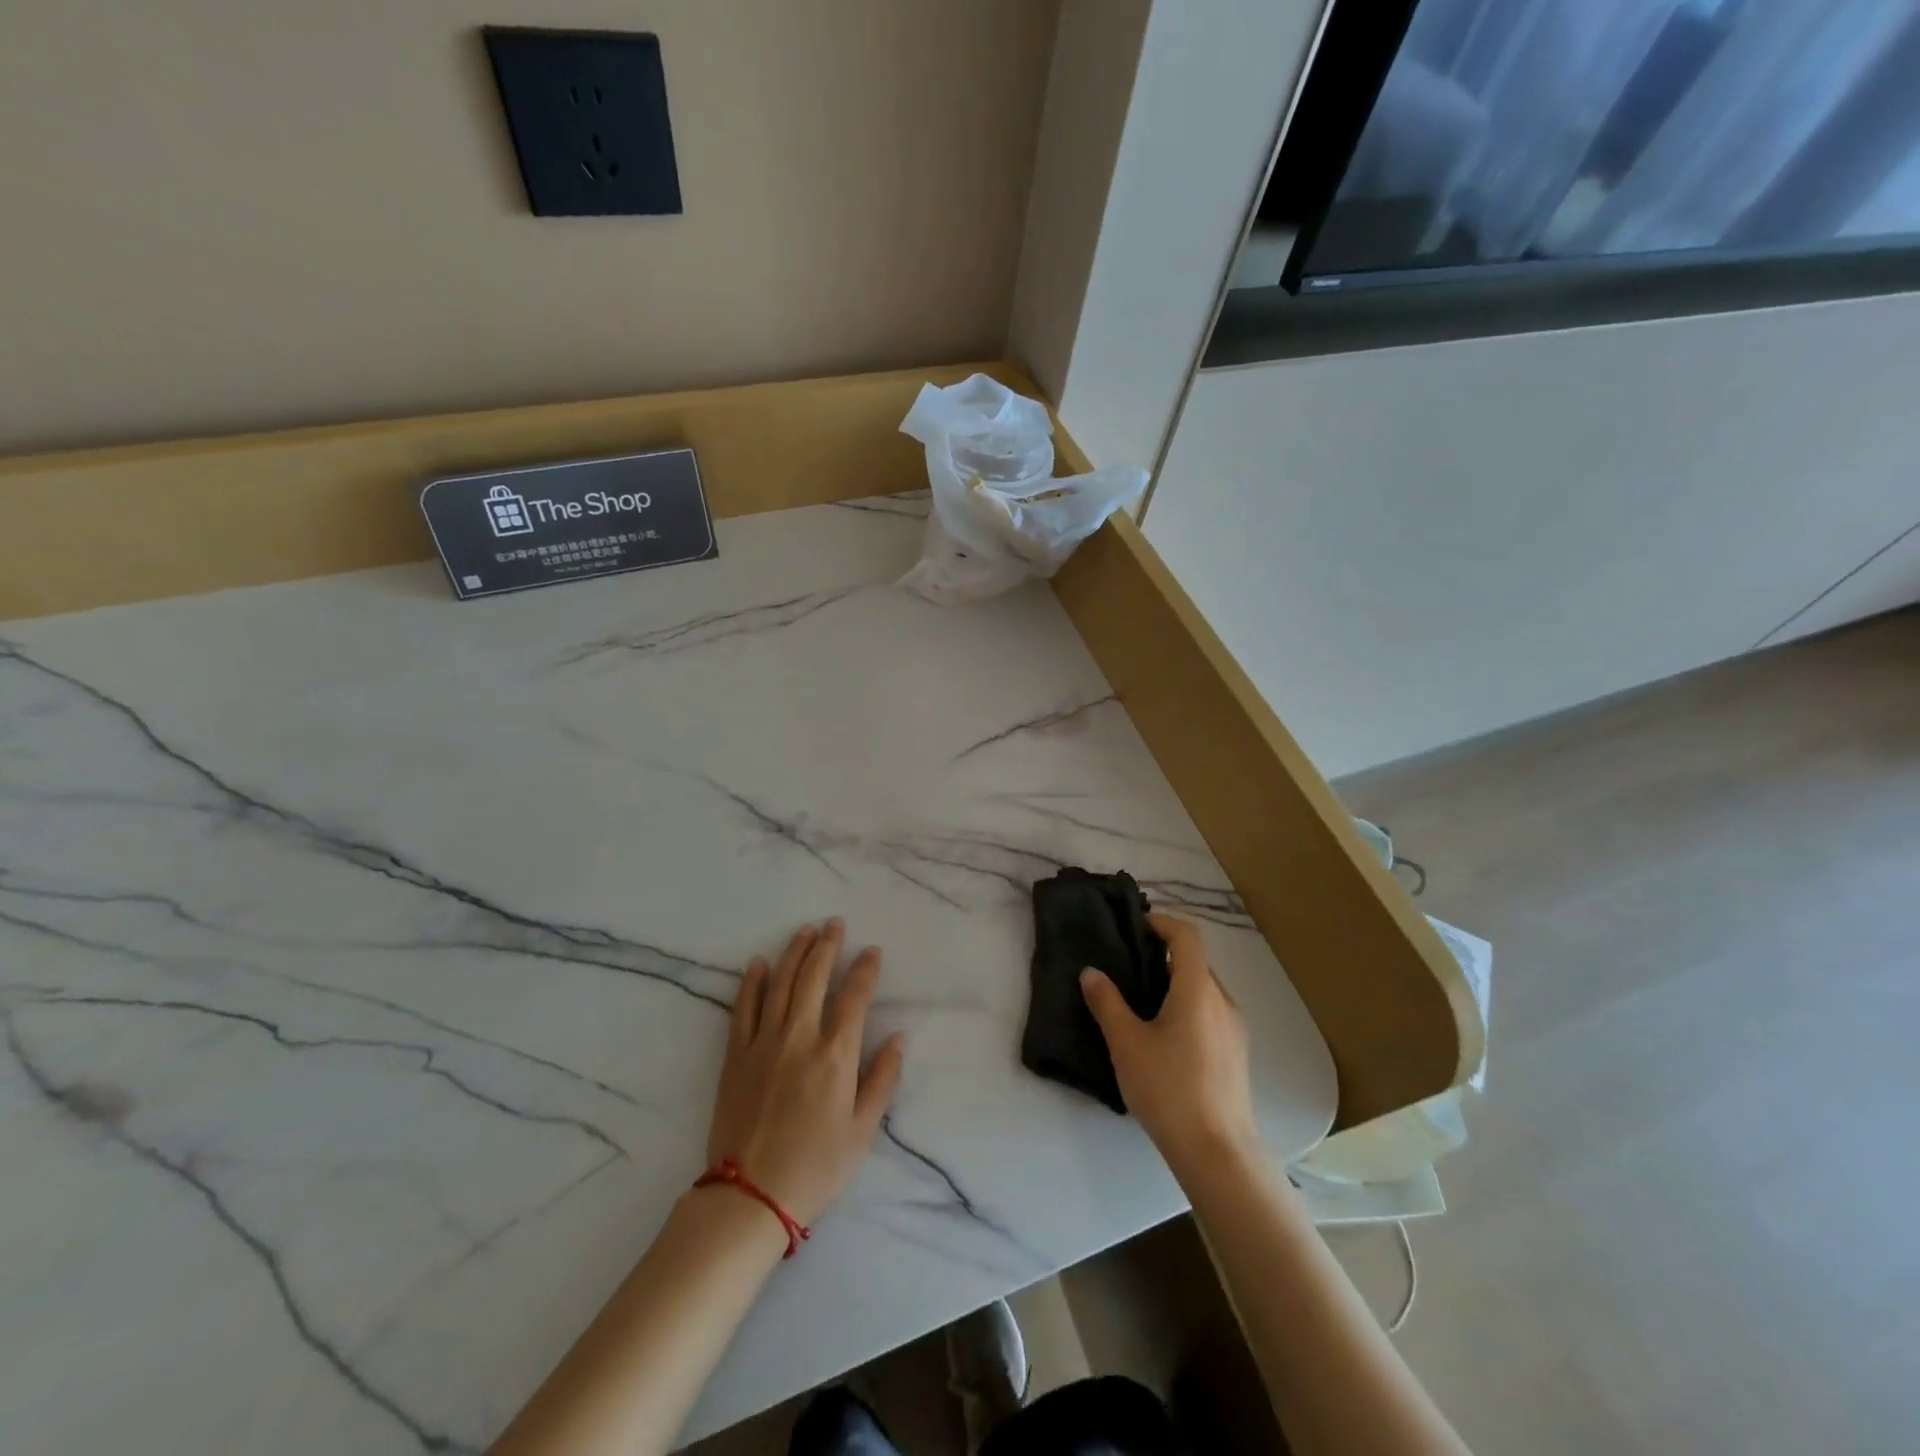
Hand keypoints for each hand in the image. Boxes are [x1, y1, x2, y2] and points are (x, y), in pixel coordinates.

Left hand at [707, 919, 904, 1227]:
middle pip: (814, 977)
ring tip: (805, 931)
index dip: (865, 969)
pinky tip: (759, 963)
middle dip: (827, 945)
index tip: (872, 951)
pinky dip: (752, 982)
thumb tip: (898, 1038)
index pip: (854, 997)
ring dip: (794, 952)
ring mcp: (763, 1042)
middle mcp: (800, 1037)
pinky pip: (743, 1008)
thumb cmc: (815, 1167)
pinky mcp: (735, 1055)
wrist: (750, 1197)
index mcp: (835, 1055)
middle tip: (835, 924)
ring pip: (780, 983)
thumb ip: (882, 1080)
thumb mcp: (863, 1131)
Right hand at [1080, 912, 1258, 1174]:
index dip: (1162, 922)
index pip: (1186, 936)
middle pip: (1195, 961)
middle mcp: (1222, 1001)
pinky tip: (1164, 1036)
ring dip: (1175, 983)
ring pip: (1203, 989)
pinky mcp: (1236, 1053)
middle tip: (1128, 964)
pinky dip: (1187, 1006)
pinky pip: (1210, 1012)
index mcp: (1198, 989)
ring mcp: (1234, 1029)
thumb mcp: (1126, 1043)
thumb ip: (1107, 1003)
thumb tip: (1091, 972)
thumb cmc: (1169, 1089)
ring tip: (1141, 1001)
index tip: (1135, 926)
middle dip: (1164, 954)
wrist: (1217, 1152)